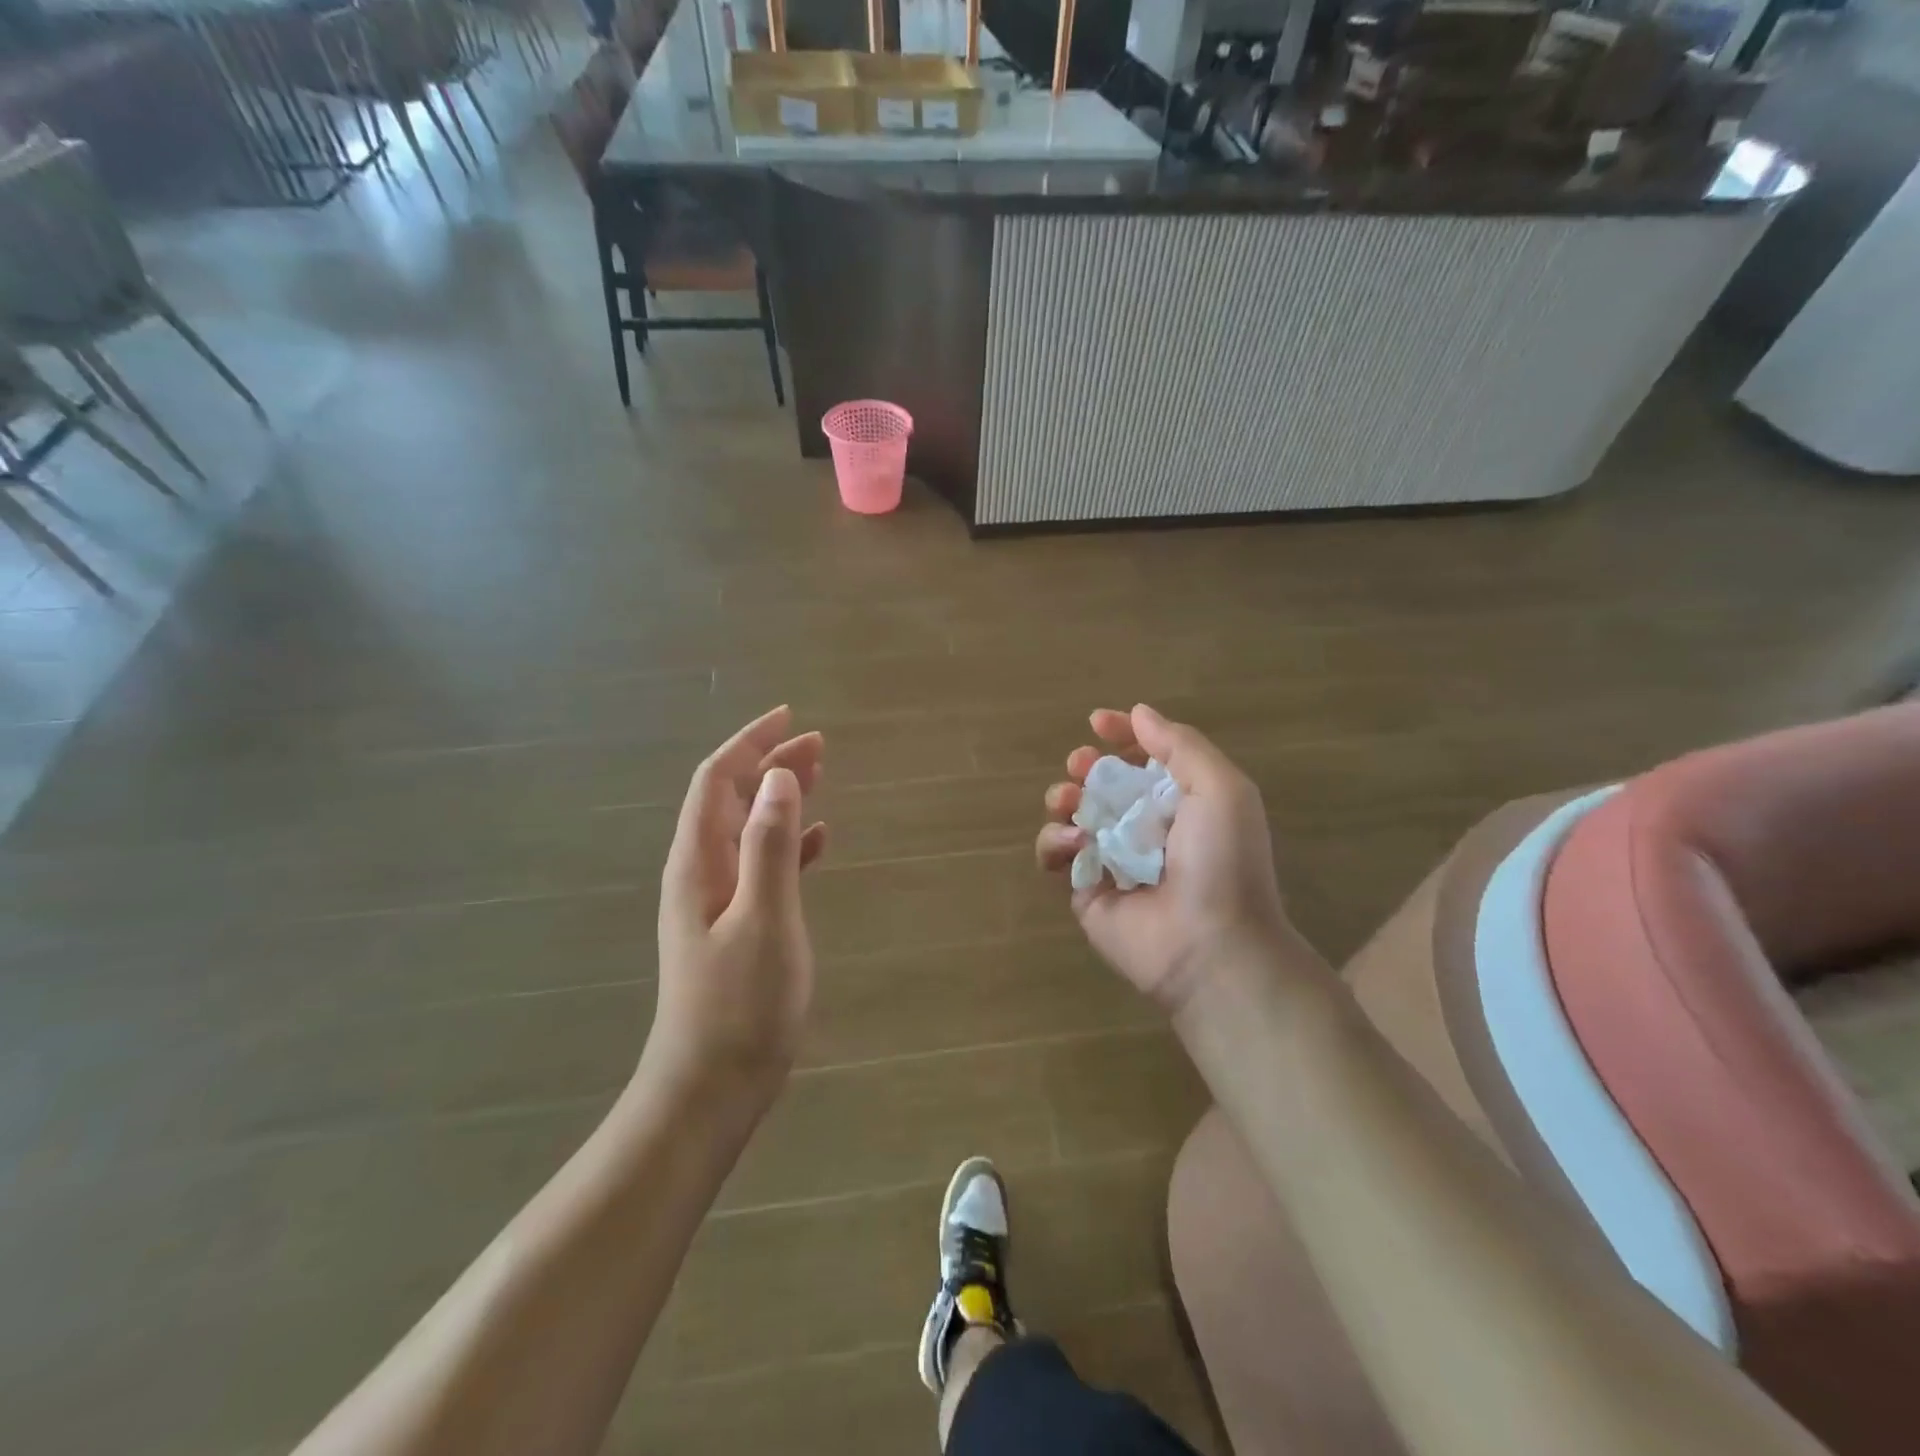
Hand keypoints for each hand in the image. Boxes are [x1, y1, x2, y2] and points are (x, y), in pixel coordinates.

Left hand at [650, 706, 826, 1103]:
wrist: (710, 1087)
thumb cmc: (739, 1004)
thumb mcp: (764, 917)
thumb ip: (770, 845)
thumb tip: (779, 777)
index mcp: (698, 861)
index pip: (718, 780)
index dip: (750, 742)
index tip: (789, 716)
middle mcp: (700, 871)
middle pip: (733, 798)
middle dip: (770, 763)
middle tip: (818, 744)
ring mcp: (716, 900)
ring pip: (749, 828)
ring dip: (780, 797)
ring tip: (820, 776)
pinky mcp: (736, 925)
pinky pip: (762, 864)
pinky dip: (788, 841)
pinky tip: (817, 841)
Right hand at [1036, 704, 1289, 1013]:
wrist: (1210, 946)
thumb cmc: (1222, 861)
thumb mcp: (1220, 788)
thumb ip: (1180, 745)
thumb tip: (1138, 713)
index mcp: (1180, 802)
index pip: (1144, 758)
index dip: (1121, 736)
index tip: (1097, 723)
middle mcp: (1145, 827)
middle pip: (1102, 784)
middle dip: (1086, 766)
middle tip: (1081, 766)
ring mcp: (1112, 860)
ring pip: (1072, 815)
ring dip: (1063, 798)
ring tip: (1069, 802)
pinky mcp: (1086, 891)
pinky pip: (1057, 856)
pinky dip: (1054, 843)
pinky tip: (1071, 844)